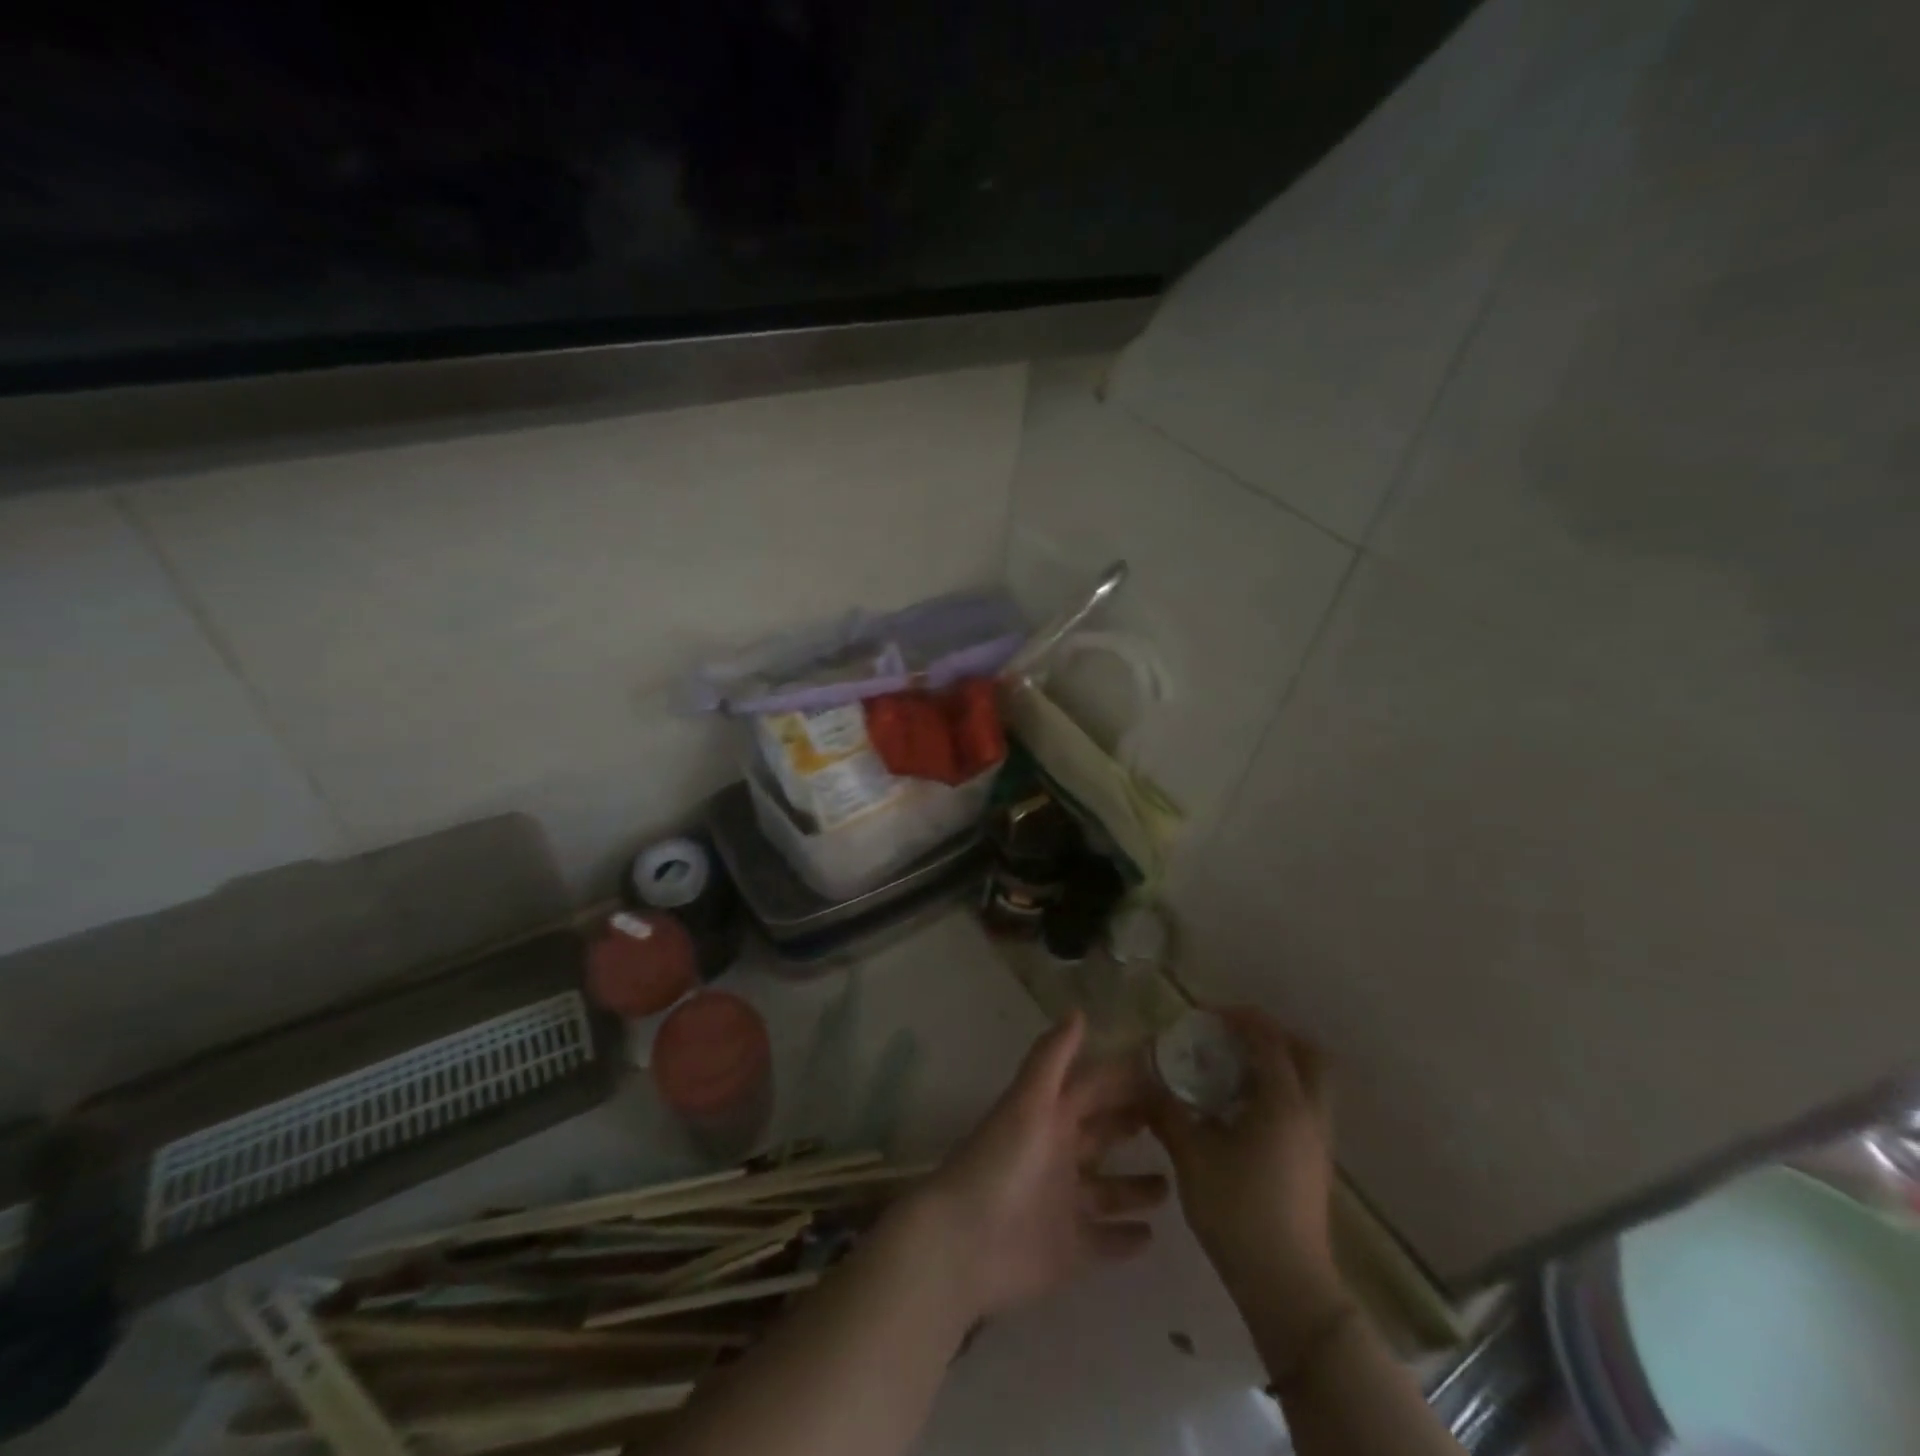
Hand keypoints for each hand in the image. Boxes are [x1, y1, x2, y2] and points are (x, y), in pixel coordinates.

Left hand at [917, 1011, 1166, 1320]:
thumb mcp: (1027, 1102)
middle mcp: (1059, 1155)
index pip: (1094, 1088)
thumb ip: (1052, 1058)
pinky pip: (1105, 1241)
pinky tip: (1153, 1235)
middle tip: (1181, 1120)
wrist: (966, 1242)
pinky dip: (1126, 1238)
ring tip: (1175, 1178)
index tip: (1168, 1070)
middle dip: (1134, 1123)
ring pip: (1109, 1189)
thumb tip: (1077, 1010)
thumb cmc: (1001, 1163)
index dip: (1125, 1079)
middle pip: (1102, 1133)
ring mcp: (1064, 1203)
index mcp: (1050, 1116)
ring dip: (1136, 1184)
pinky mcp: (1069, 1249)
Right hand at [1148, 1008, 1348, 1342]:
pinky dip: (1278, 1092)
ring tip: (1231, 1071)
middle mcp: (1309, 1113)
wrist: (1286, 1287)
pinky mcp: (1314, 1164)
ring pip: (1310, 1083)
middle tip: (1232, 1037)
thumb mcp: (1191, 1157)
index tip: (1205, 1015)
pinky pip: (1303, 1107)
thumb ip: (1167, 1112)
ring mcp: (1317, 1141)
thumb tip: (1145, 1081)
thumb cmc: (1238, 1212)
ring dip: (1277, 1065)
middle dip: (1272, 1036)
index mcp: (1283, 1102)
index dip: (1239, 1017)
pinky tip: (1239, 1111)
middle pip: (1307, 1054)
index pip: (1269, 1039)